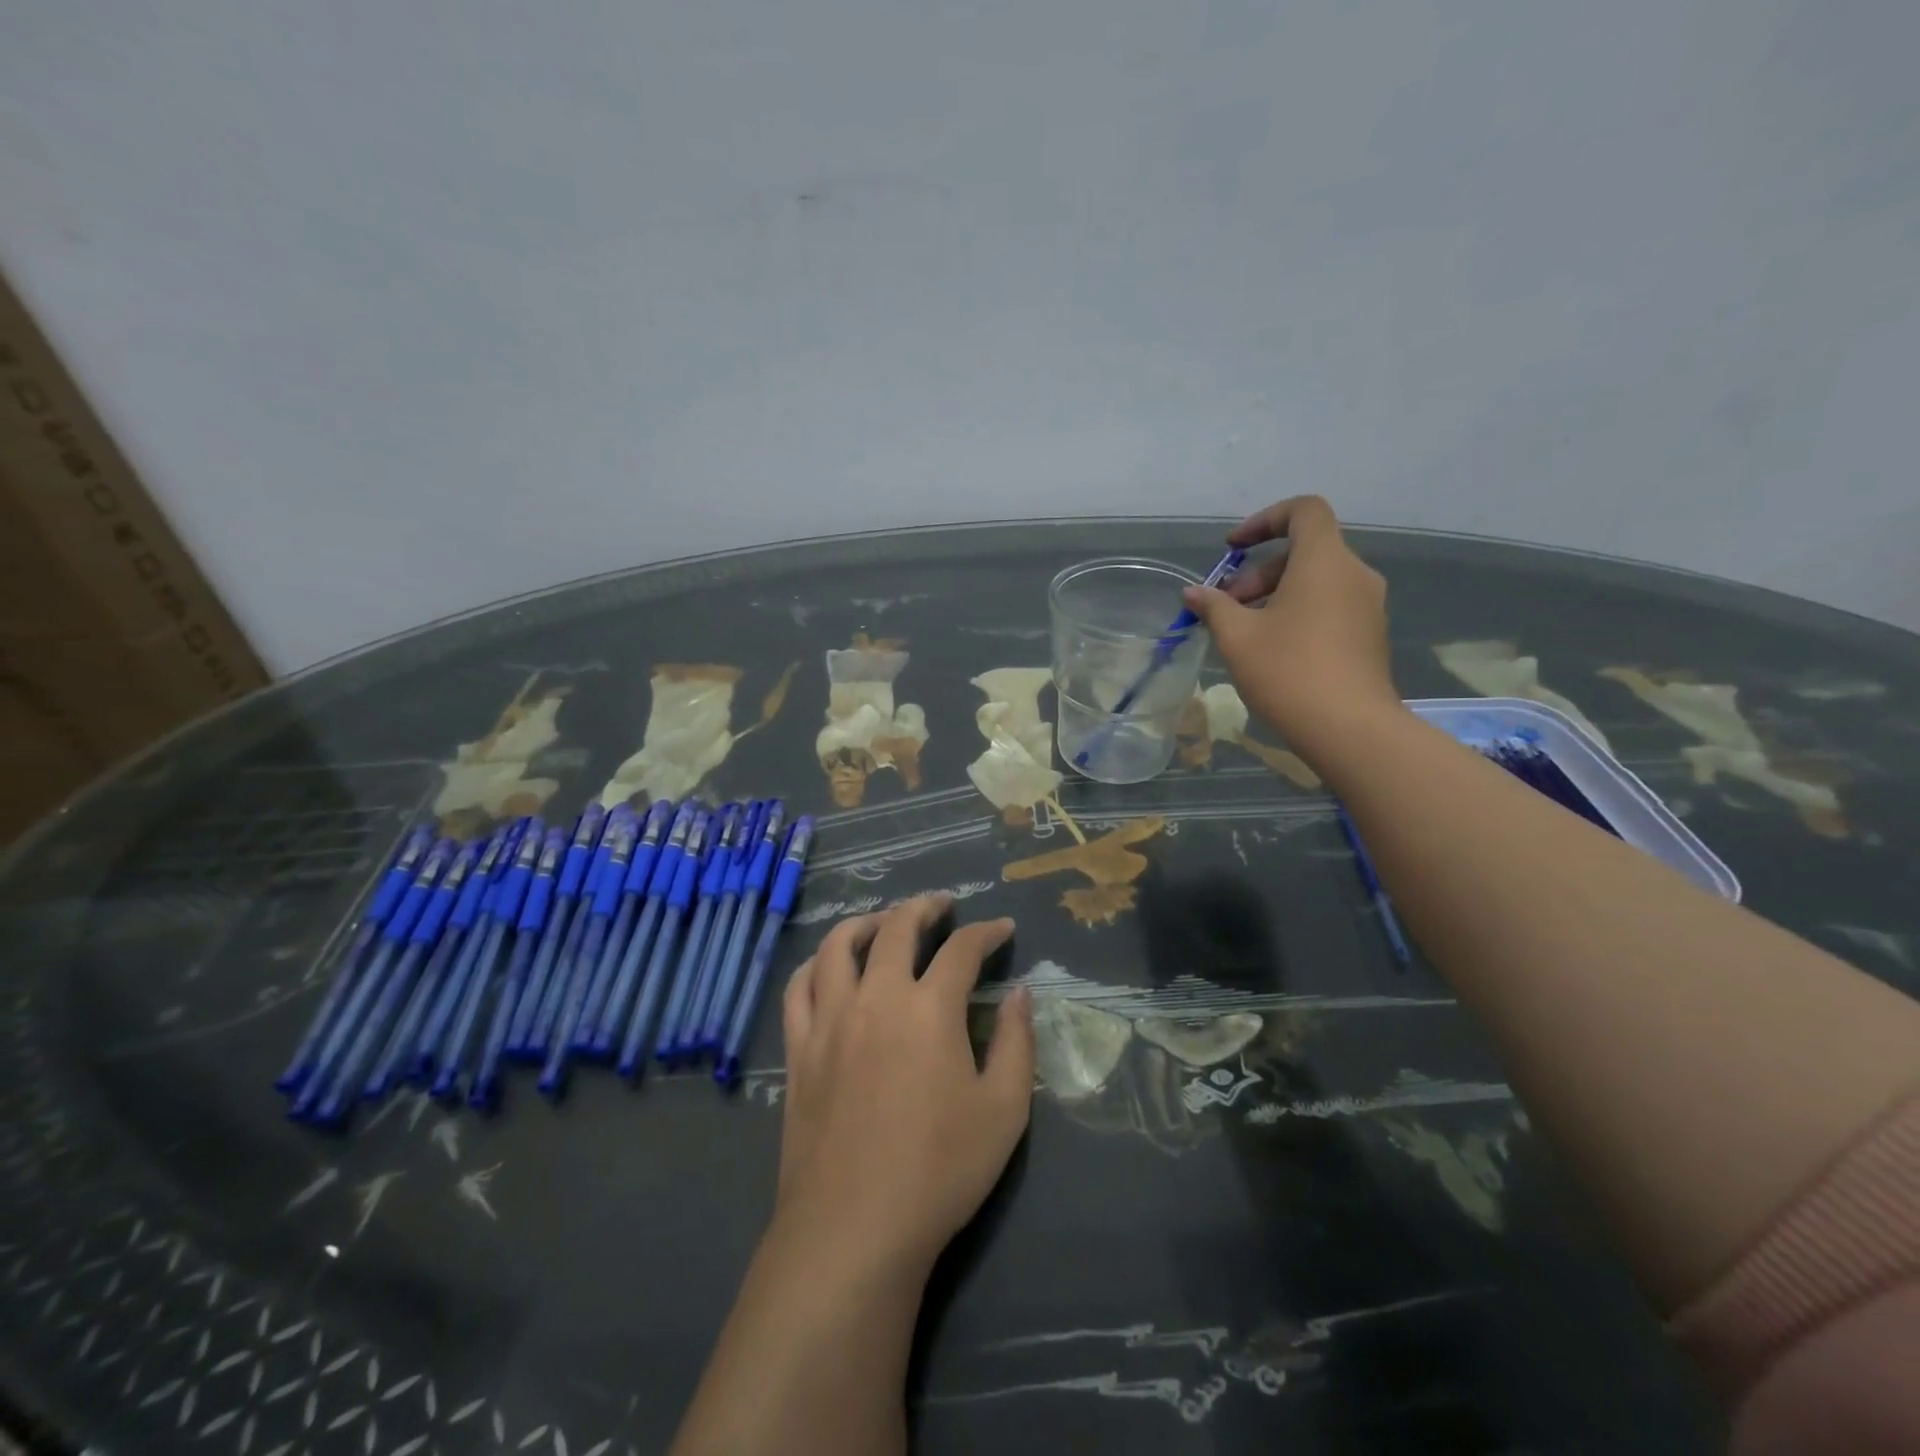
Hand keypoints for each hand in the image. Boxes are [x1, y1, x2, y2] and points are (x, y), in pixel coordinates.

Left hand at [773, 896, 1035, 1274]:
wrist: (854, 1228)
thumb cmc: (940, 1170)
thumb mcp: (1004, 1110)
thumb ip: (1016, 1042)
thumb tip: (1019, 994)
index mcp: (930, 1008)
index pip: (962, 950)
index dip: (986, 932)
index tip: (1002, 929)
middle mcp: (877, 997)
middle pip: (897, 928)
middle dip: (925, 908)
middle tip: (942, 906)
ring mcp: (830, 1020)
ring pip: (839, 945)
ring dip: (866, 922)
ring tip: (884, 923)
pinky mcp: (799, 1049)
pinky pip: (799, 987)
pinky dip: (816, 963)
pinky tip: (829, 966)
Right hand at [1183, 495, 1401, 754]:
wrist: (1349, 729)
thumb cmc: (1288, 672)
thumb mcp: (1237, 637)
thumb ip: (1214, 606)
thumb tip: (1194, 592)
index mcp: (1324, 561)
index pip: (1304, 511)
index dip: (1265, 520)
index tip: (1233, 549)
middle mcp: (1354, 573)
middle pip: (1303, 551)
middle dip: (1258, 572)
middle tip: (1226, 607)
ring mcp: (1367, 605)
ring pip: (1316, 581)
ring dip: (1275, 595)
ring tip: (1243, 632)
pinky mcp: (1369, 635)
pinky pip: (1329, 606)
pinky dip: (1298, 612)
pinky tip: (1272, 650)